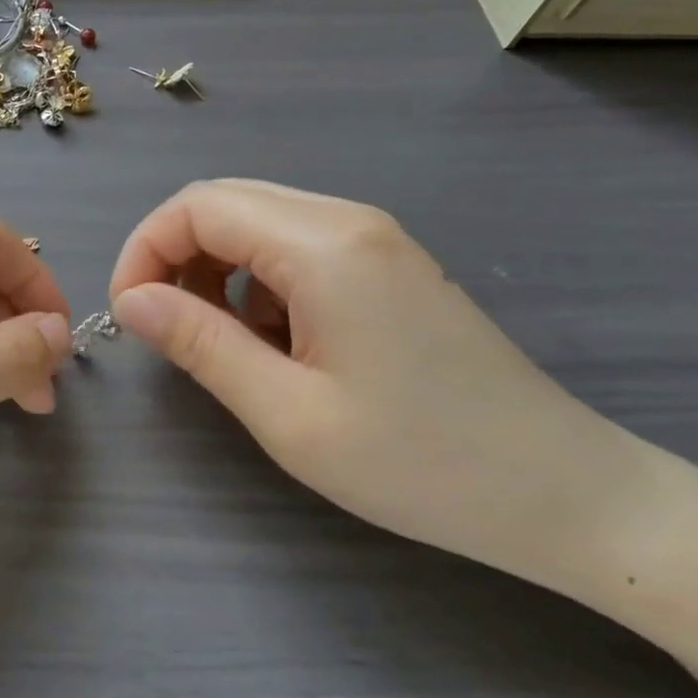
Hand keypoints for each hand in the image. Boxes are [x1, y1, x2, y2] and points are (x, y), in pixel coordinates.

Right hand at [109, 180, 657, 589]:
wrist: (568, 495)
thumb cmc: (421, 464)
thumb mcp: (288, 413)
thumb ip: (200, 344)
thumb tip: (132, 300)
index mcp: (323, 245)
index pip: (197, 206)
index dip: (145, 250)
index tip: (129, 315)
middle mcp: (348, 220)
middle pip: (224, 202)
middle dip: (173, 255)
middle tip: (163, 327)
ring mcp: (375, 239)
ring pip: (257, 222)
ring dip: (214, 269)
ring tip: (220, 341)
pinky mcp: (388, 265)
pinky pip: (295, 246)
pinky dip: (257, 280)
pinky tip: (276, 341)